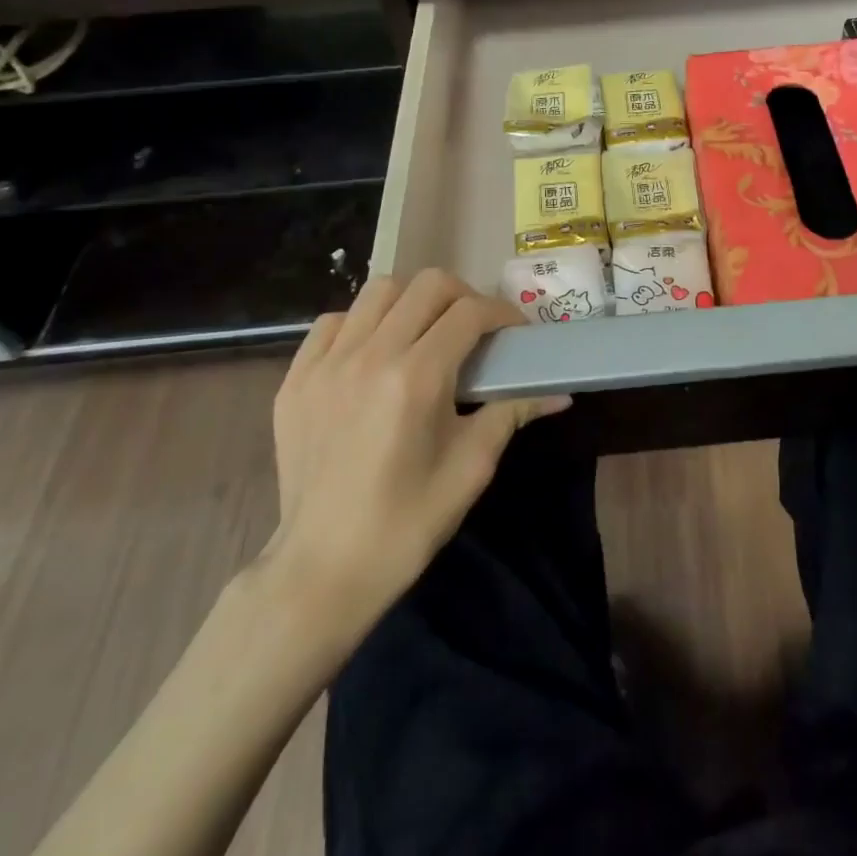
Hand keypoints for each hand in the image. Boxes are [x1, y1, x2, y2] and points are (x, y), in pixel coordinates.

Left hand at [254, 270, 569, 628]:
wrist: (322, 570)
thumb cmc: (406, 523)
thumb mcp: (471, 467)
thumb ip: (513, 413)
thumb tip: (560, 391)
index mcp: (415, 378)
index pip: (469, 312)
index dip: (502, 313)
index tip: (516, 333)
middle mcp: (369, 355)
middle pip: (427, 285)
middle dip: (463, 297)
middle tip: (476, 329)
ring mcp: (325, 364)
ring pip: (378, 290)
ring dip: (413, 301)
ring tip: (426, 332)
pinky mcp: (296, 379)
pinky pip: (334, 322)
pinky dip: (363, 322)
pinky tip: (375, 352)